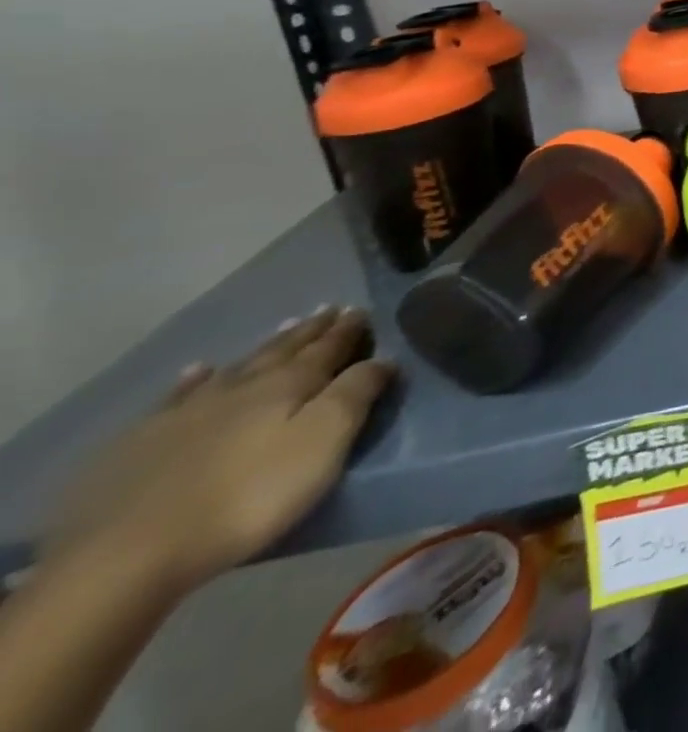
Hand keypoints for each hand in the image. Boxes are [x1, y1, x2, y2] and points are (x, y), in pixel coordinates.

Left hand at [42, 307, 394, 594]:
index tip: (360, 311)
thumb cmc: (249, 495)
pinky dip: (194, 380)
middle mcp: (242, 386)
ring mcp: (185, 412)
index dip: (347, 330)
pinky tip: (198, 371)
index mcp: (290, 384)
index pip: (329, 347)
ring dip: (263, 348)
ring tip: (281, 330)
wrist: (127, 554)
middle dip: (310, 331)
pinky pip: (175, 397)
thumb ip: (357, 393)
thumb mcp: (324, 441)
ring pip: (236, 367)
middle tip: (328, 311)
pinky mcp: (139, 444)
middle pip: (284, 351)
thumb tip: (382, 358)